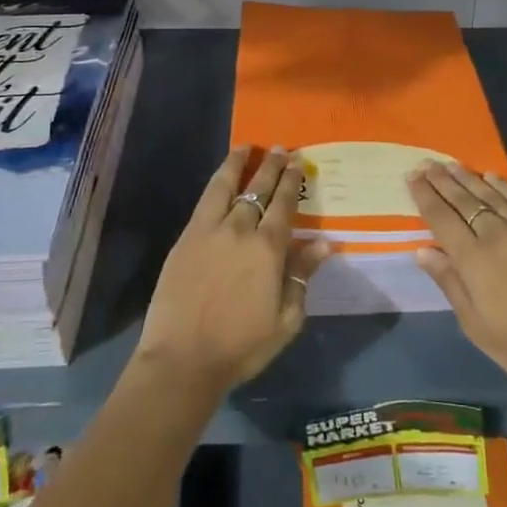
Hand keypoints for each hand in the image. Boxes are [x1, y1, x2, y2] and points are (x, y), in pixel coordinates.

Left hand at [136, 146, 332, 392]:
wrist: (183, 359)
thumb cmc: (241, 346)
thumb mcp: (286, 319)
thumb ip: (302, 276)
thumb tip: (324, 243)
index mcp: (269, 249)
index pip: (284, 205)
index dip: (291, 182)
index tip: (297, 162)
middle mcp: (240, 230)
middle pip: (258, 190)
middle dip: (271, 167)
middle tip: (280, 148)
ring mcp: (209, 231)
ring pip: (226, 186)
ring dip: (238, 164)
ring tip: (246, 147)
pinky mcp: (186, 238)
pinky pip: (204, 201)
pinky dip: (216, 182)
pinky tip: (221, 178)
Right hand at [407, 161, 506, 427]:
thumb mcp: (476, 325)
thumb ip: (449, 283)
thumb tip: (423, 250)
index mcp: (474, 259)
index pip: (442, 218)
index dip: (425, 196)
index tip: (412, 177)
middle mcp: (498, 235)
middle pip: (464, 200)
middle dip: (442, 180)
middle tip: (426, 163)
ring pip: (491, 194)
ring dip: (468, 178)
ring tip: (451, 164)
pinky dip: (502, 186)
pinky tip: (491, 177)